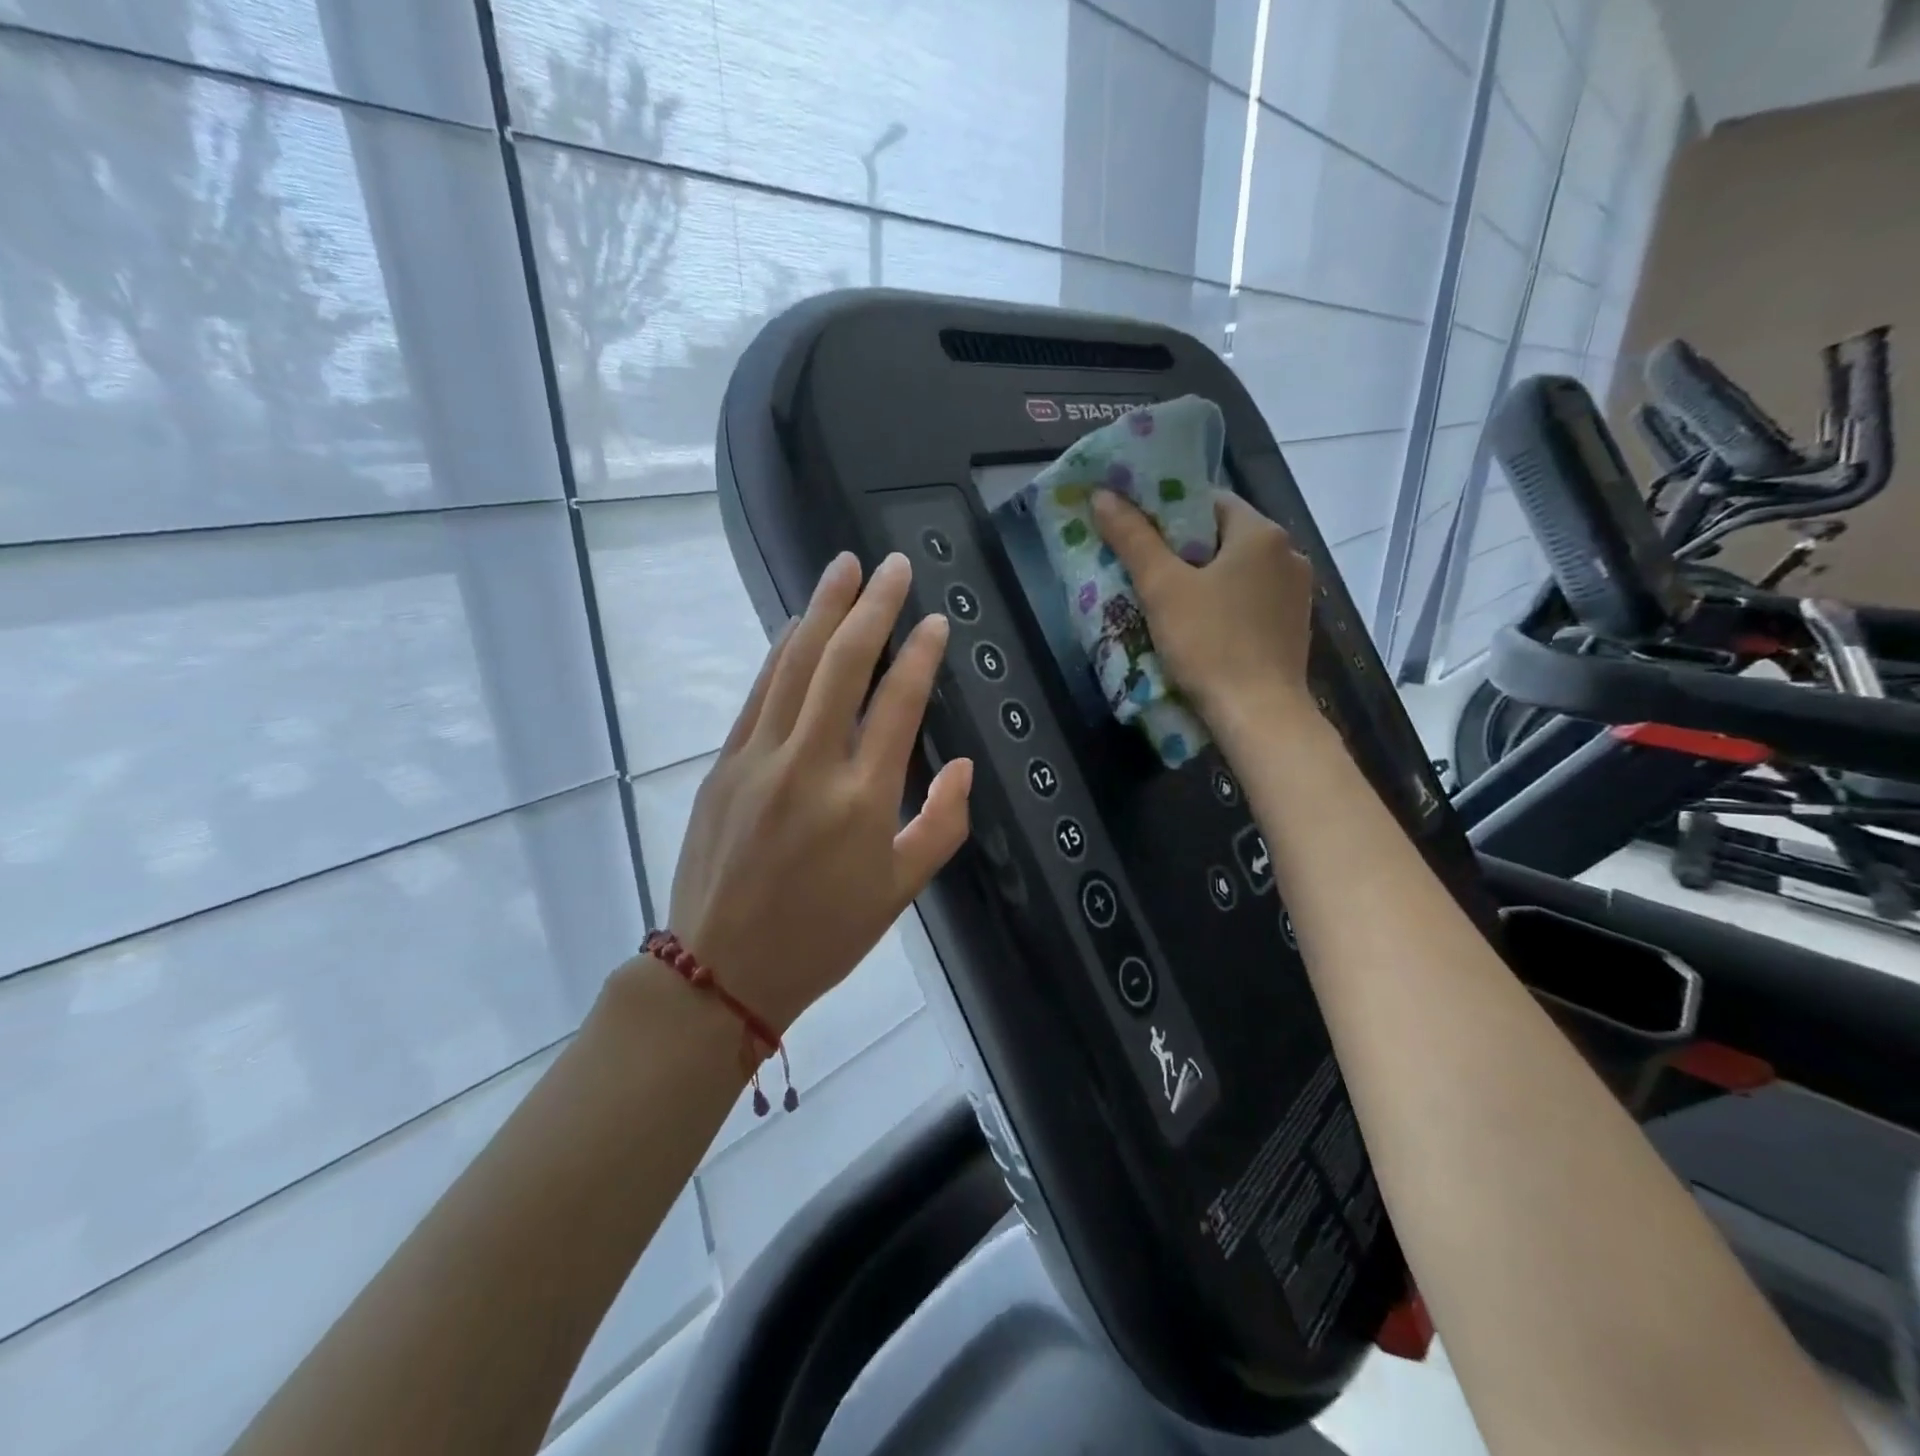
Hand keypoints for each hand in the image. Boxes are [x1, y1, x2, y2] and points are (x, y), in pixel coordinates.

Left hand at [663, 552, 973, 1035]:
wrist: (722, 970)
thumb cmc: (824, 936)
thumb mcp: (901, 892)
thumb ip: (942, 824)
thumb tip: (962, 766)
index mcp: (862, 800)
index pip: (897, 703)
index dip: (920, 655)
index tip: (935, 621)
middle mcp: (810, 765)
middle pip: (842, 665)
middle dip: (872, 607)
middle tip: (892, 564)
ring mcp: (759, 759)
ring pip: (794, 666)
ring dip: (822, 611)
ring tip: (844, 568)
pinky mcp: (724, 764)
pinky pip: (758, 693)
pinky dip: (780, 651)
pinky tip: (798, 623)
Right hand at [1091, 488, 1315, 730]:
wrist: (1259, 714)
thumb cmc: (1209, 644)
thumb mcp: (1162, 588)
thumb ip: (1133, 538)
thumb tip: (1102, 495)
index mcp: (1261, 533)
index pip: (1209, 500)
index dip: (1168, 510)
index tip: (1137, 531)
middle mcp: (1288, 553)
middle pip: (1223, 536)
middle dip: (1182, 549)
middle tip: (1142, 568)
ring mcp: (1296, 593)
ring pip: (1237, 571)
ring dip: (1203, 578)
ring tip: (1165, 600)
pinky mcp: (1293, 627)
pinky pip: (1250, 600)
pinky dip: (1224, 604)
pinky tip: (1199, 627)